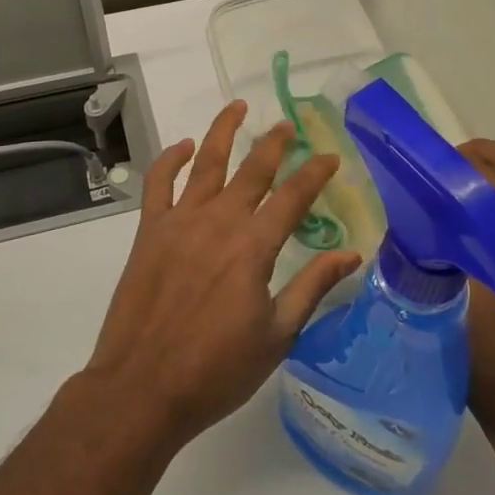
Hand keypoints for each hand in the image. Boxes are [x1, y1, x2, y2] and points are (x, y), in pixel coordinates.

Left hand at [83, 102, 362, 448]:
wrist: (143, 388)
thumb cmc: (217, 370)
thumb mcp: (278, 335)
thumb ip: (312, 287)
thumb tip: (352, 254)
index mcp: (254, 247)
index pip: (293, 197)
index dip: (314, 174)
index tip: (330, 158)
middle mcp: (219, 222)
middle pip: (252, 170)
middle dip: (274, 143)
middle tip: (288, 125)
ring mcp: (179, 222)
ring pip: (204, 163)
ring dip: (223, 131)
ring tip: (237, 107)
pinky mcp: (149, 232)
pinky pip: (159, 183)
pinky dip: (170, 159)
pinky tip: (182, 146)